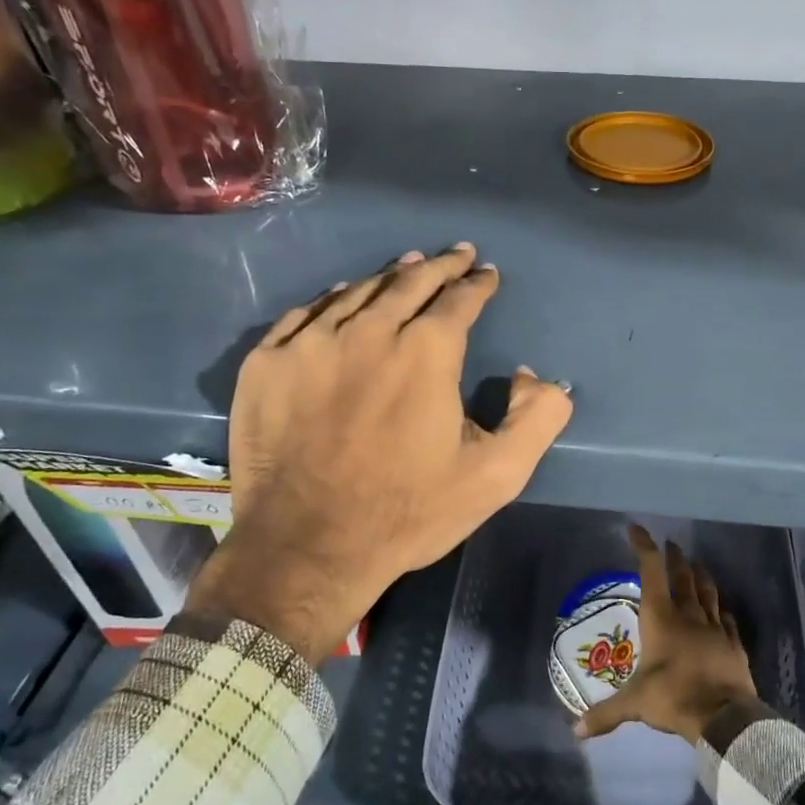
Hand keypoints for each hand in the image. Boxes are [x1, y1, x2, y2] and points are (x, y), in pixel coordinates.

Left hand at [188, 243, 573, 662]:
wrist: (307, 548)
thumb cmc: (407, 512)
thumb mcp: (496, 476)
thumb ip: (536, 418)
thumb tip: (535, 376)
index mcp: (426, 352)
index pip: (458, 300)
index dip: (477, 284)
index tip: (486, 274)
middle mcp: (368, 332)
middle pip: (409, 281)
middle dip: (439, 265)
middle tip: (454, 255)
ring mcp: (310, 344)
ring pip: (357, 292)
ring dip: (389, 276)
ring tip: (406, 265)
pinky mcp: (267, 364)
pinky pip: (305, 314)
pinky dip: (332, 299)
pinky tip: (342, 297)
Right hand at [574, 525, 759, 743]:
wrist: (724, 716)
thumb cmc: (674, 697)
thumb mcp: (634, 704)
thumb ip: (605, 714)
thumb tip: (574, 731)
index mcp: (661, 619)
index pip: (651, 572)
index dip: (644, 547)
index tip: (636, 529)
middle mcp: (688, 615)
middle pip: (682, 577)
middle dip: (675, 558)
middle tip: (672, 544)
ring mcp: (714, 627)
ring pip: (708, 592)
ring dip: (701, 575)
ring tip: (697, 563)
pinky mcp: (733, 643)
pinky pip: (727, 618)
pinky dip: (721, 608)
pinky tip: (722, 607)